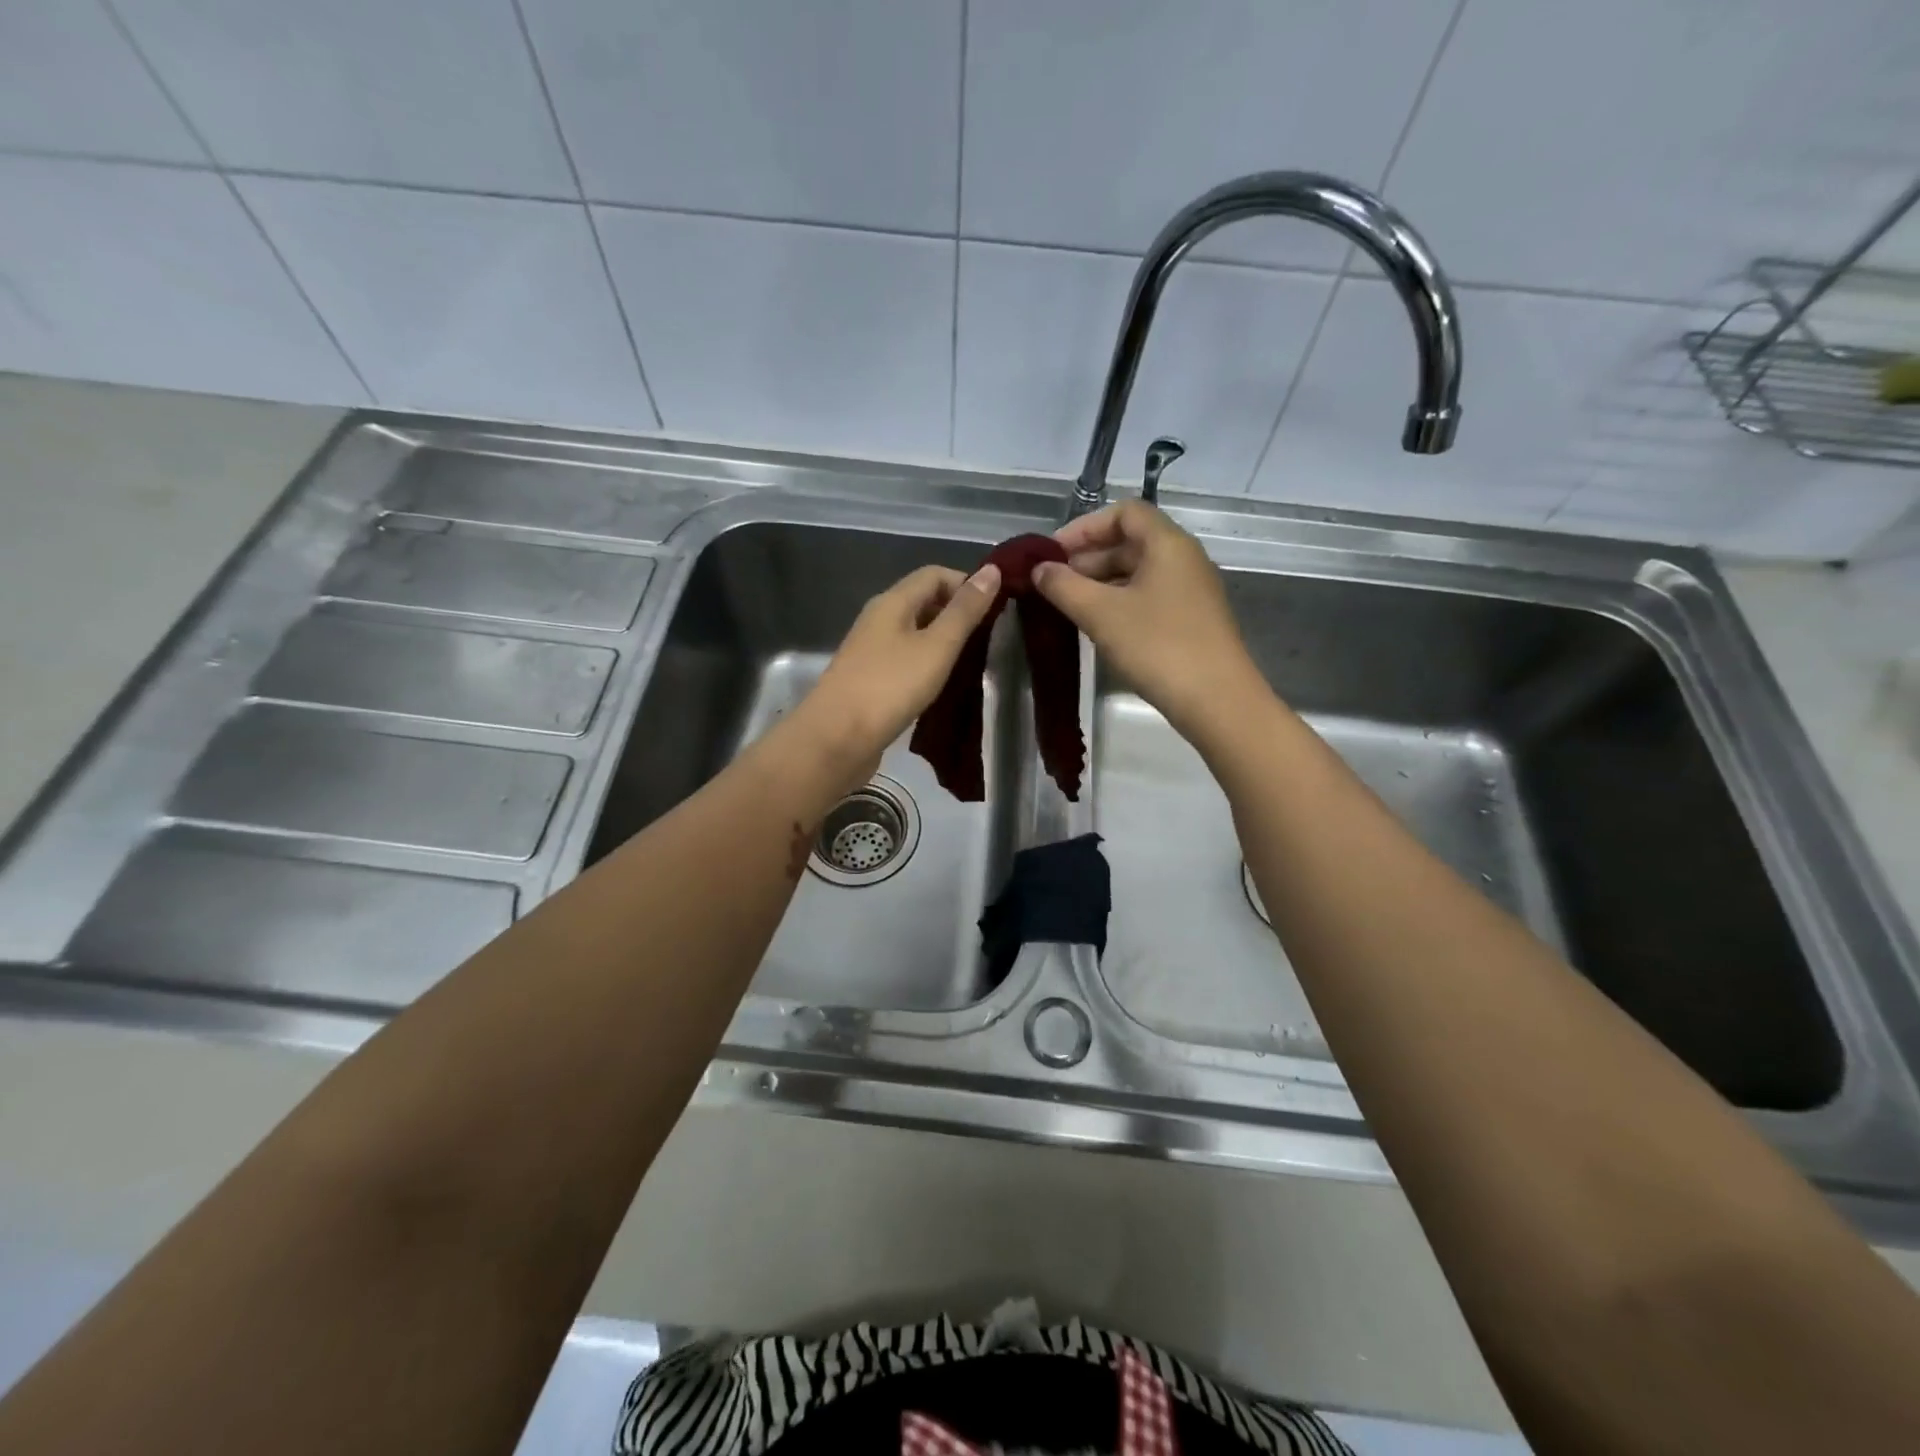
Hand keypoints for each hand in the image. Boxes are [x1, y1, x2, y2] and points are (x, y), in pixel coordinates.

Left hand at [795, 562, 1001, 781]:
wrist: (836, 739)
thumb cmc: (890, 687)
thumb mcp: (936, 646)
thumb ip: (965, 611)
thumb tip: (991, 570)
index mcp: (892, 602)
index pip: (934, 575)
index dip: (966, 584)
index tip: (996, 608)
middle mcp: (878, 620)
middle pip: (923, 602)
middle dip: (957, 613)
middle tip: (991, 637)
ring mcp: (871, 651)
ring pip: (914, 633)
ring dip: (944, 641)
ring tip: (973, 661)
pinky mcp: (870, 681)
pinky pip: (905, 660)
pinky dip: (928, 665)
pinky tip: (943, 684)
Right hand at [1033, 501, 1266, 737]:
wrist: (1216, 700)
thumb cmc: (1158, 646)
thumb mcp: (1101, 614)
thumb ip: (1064, 586)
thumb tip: (1039, 569)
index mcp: (1167, 544)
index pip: (1124, 513)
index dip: (1084, 527)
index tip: (1053, 554)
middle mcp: (1183, 559)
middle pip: (1130, 542)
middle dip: (1088, 559)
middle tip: (1053, 585)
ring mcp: (1190, 591)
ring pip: (1138, 573)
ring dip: (1101, 584)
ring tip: (1068, 607)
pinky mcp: (1191, 620)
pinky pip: (1148, 597)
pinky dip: (1119, 603)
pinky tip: (1098, 627)